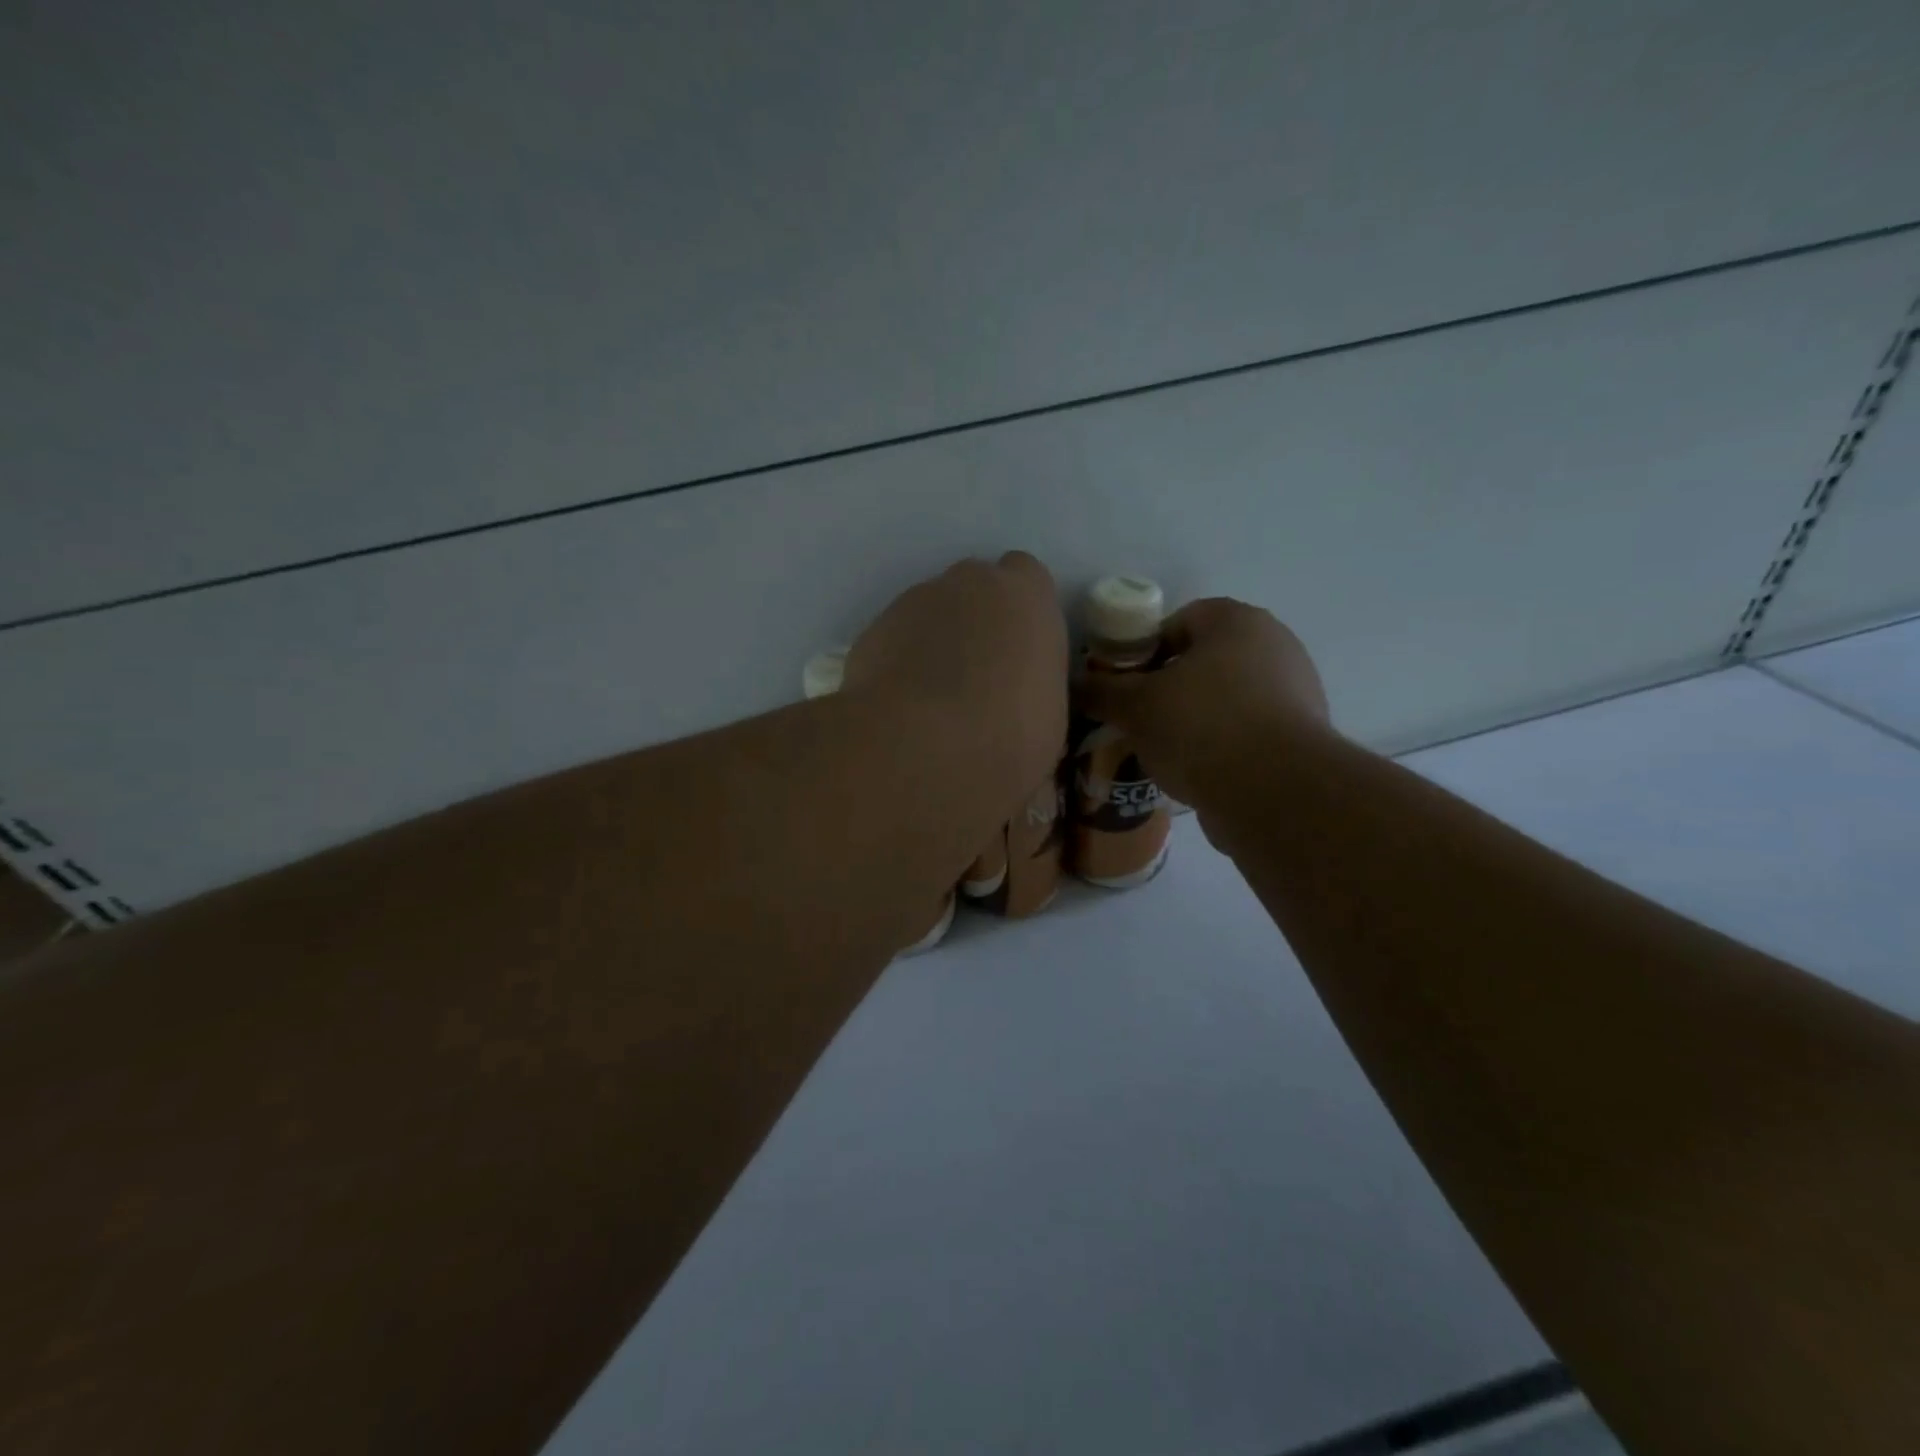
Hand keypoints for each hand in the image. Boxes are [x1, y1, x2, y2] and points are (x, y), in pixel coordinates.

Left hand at [846, 552, 1069, 799]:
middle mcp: (969, 583)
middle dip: (977, 621)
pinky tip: (904, 706)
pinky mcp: (872, 630)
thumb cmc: (1010, 734)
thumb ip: (1035, 686)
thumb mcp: (1049, 717)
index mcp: (1026, 596)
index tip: (1020, 652)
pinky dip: (901, 663)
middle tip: (979, 676)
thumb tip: (1020, 700)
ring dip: (936, 642)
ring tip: (936, 699)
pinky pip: (895, 640)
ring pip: (931, 613)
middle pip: (975, 589)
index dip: (1022, 614)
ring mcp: (914, 601)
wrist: (923, 747)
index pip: (1028, 580)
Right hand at [1073, 597, 1330, 810]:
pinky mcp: (1305, 737)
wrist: (1274, 793)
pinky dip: (1224, 746)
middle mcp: (1275, 645)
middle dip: (1171, 687)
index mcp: (1237, 621)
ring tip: (1165, 750)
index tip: (1126, 684)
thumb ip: (1101, 690)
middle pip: (1206, 660)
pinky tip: (1199, 772)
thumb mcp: (1135, 706)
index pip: (1180, 620)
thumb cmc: (1200, 726)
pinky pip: (1249, 731)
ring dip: (1196, 718)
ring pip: (1228, 698)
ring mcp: (1297, 692)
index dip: (1146, 650)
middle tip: (1140, 718)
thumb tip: (1074, 683)